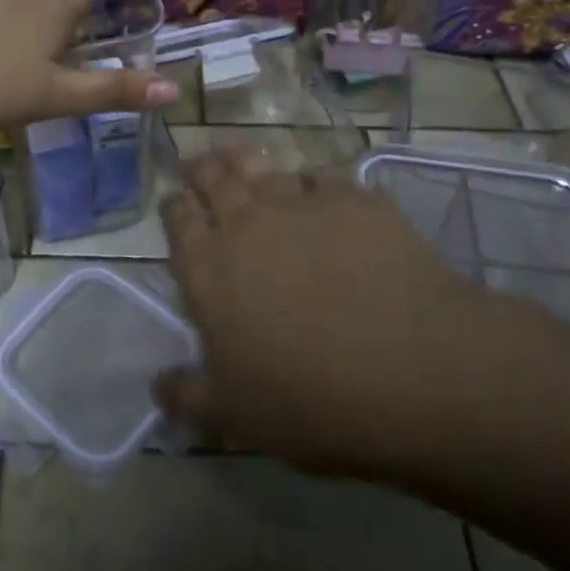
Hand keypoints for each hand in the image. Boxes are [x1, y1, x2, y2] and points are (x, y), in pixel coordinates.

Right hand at [155, 148, 559, 483]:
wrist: (411, 369)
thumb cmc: (309, 399)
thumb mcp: (236, 416)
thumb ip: (189, 396)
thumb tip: (158, 387)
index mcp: (209, 268)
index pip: (179, 220)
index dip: (174, 206)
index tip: (174, 199)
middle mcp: (247, 223)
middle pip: (215, 180)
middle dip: (202, 169)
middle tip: (199, 163)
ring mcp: (303, 204)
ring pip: (263, 167)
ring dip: (245, 159)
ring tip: (238, 154)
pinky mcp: (355, 199)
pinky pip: (325, 175)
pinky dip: (314, 178)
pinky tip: (319, 185)